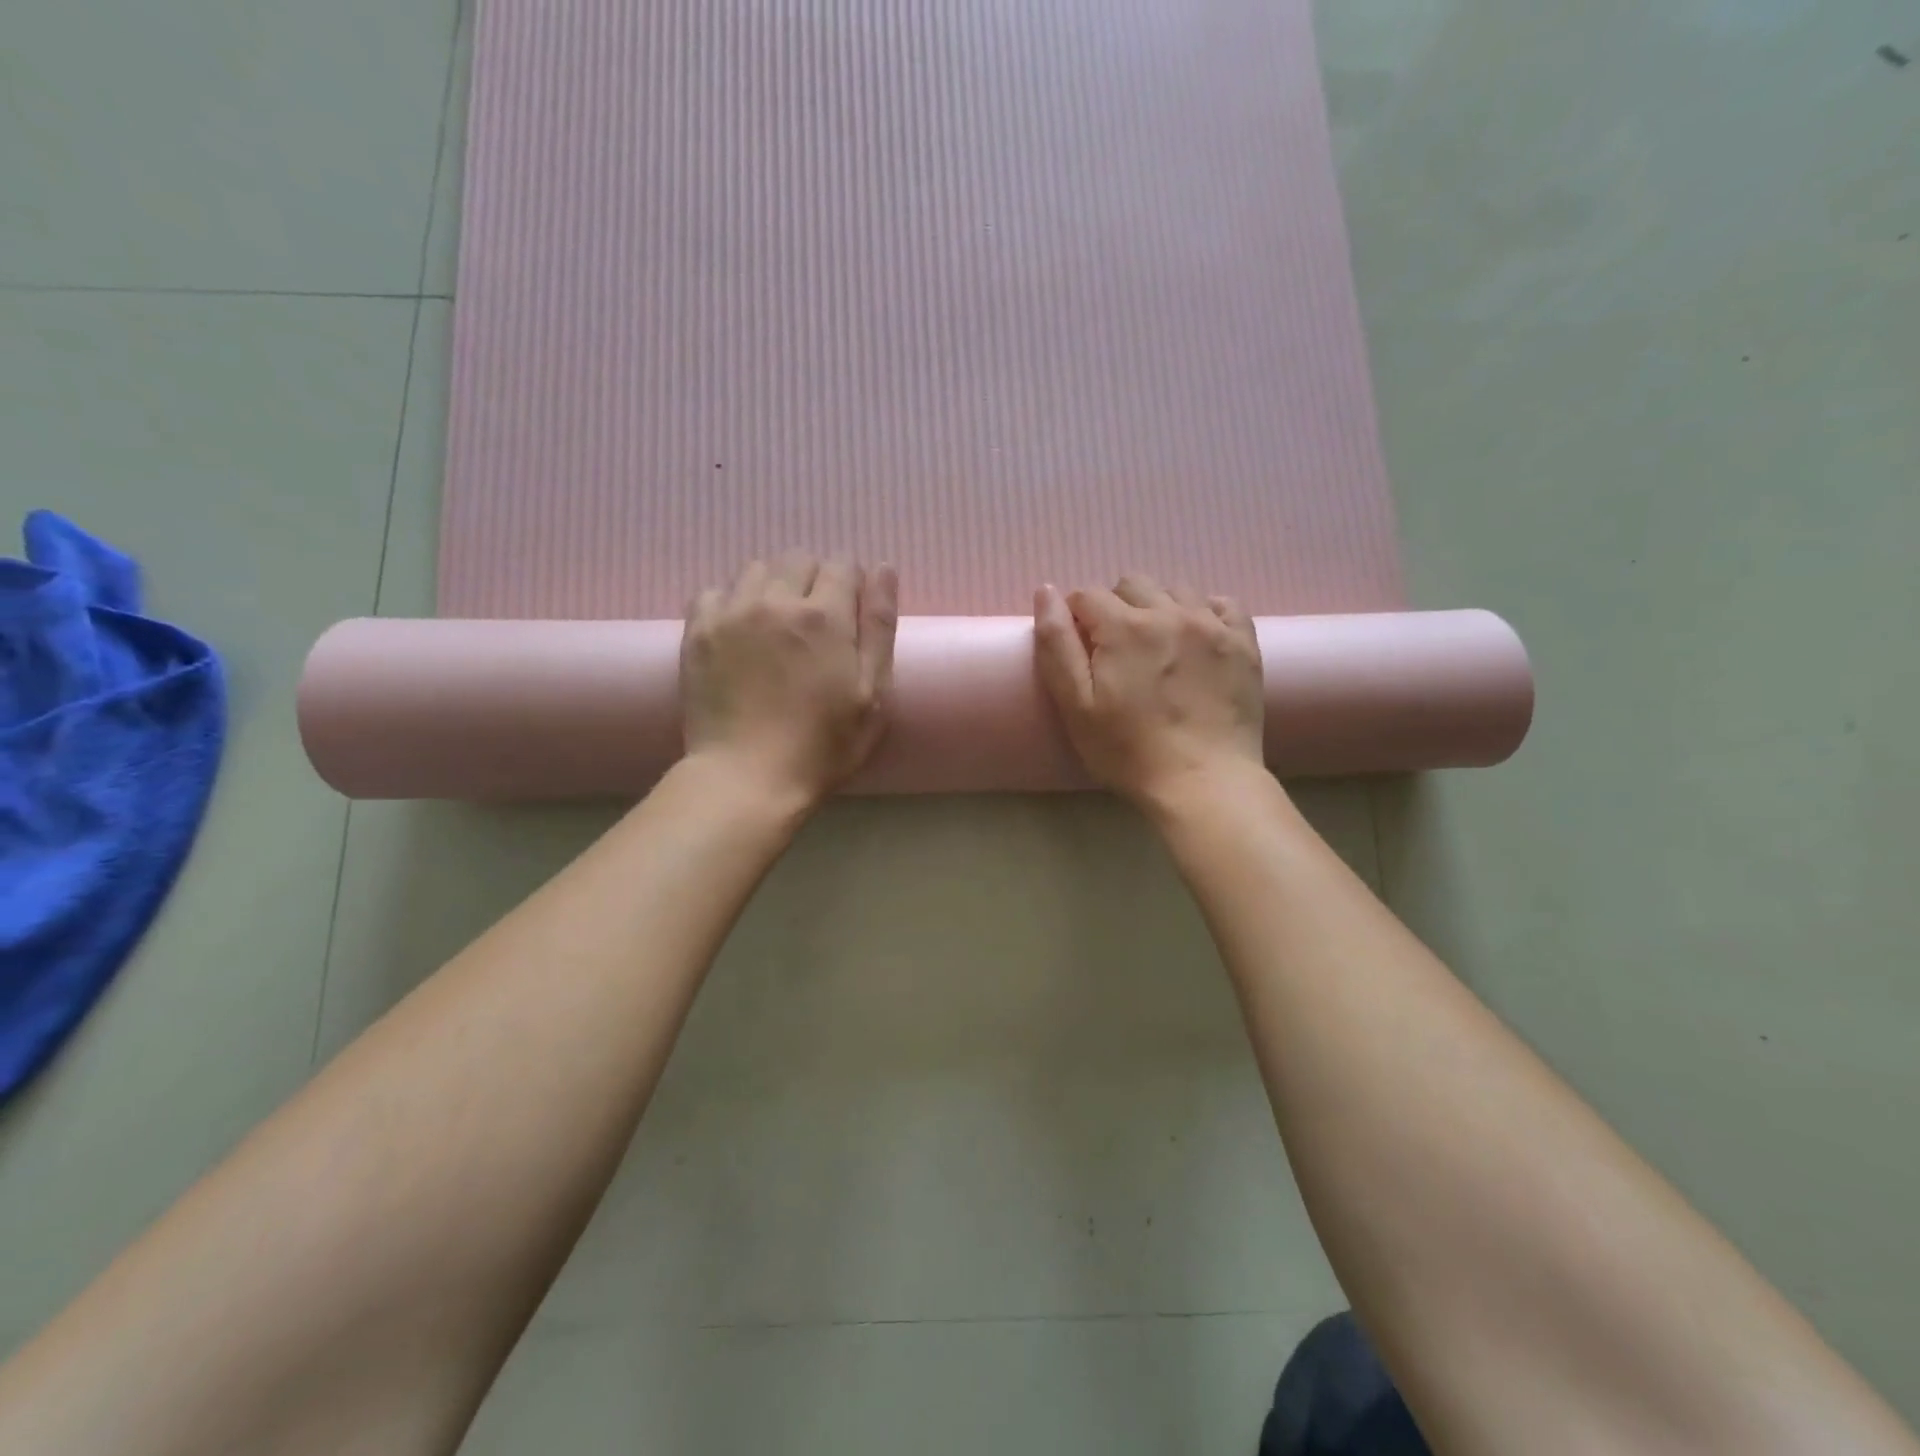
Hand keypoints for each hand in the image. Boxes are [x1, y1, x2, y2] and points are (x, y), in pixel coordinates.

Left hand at [681, 553, 898, 804]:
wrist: (747, 778)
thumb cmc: (823, 745)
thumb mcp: (873, 694)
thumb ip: (879, 627)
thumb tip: (883, 567)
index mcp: (825, 616)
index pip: (842, 564)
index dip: (851, 586)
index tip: (848, 617)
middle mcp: (775, 600)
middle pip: (798, 559)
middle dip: (813, 581)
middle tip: (814, 627)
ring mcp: (731, 613)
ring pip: (756, 570)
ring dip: (772, 588)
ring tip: (775, 629)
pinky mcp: (697, 632)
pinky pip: (714, 592)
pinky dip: (731, 602)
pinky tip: (739, 634)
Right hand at [1034, 574, 1264, 807]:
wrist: (1204, 782)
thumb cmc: (1128, 751)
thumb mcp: (1076, 706)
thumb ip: (1056, 645)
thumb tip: (1045, 591)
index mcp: (1124, 627)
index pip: (1087, 594)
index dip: (1076, 617)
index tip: (1081, 649)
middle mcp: (1170, 612)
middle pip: (1131, 584)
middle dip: (1115, 607)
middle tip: (1117, 651)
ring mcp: (1212, 625)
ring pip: (1176, 590)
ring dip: (1158, 608)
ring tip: (1157, 647)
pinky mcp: (1244, 644)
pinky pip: (1223, 604)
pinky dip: (1205, 612)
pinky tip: (1197, 640)